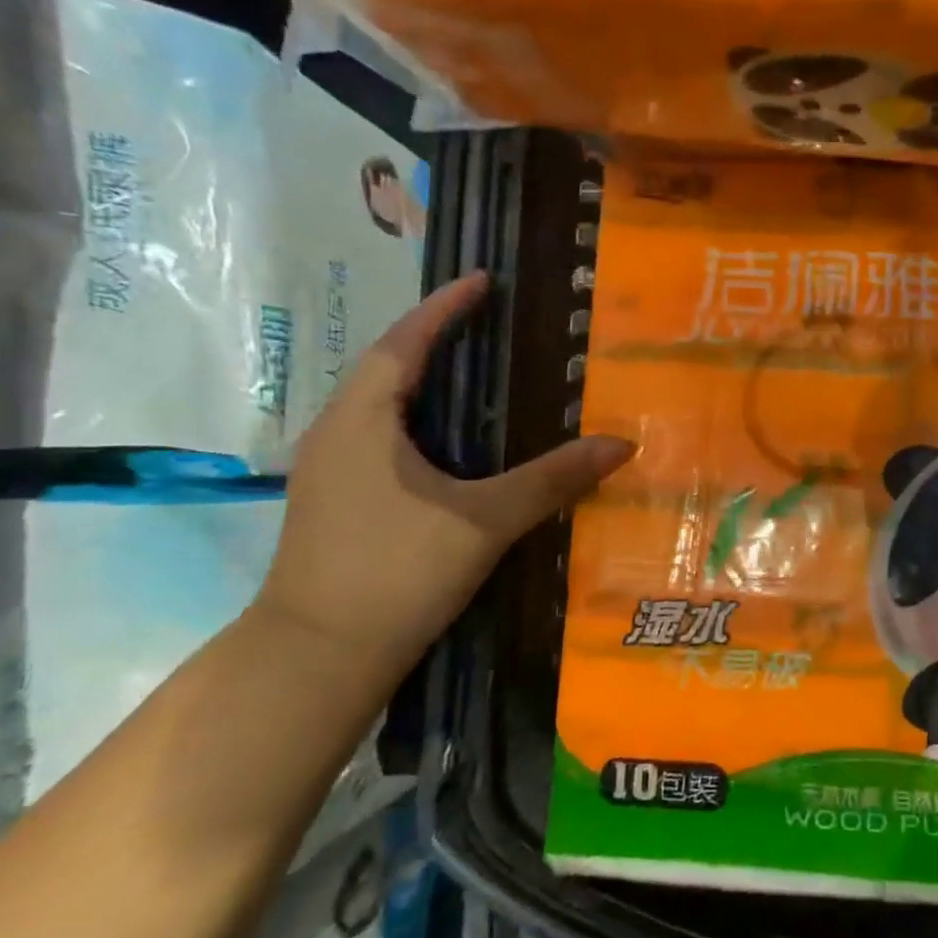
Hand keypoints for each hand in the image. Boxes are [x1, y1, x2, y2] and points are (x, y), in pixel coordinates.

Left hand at [254, 274, 633, 689]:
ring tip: (475, 373)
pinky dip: (417, 422)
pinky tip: (452, 446)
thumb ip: (551, 479)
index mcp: (361, 420)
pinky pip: (380, 438)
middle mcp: (336, 433)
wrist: (318, 657)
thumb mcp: (484, 521)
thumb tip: (619, 445)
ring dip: (423, 382)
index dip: (444, 308)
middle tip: (489, 324)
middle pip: (387, 367)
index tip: (482, 280)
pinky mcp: (336, 502)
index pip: (404, 343)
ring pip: (380, 406)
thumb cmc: (396, 572)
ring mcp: (329, 470)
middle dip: (435, 339)